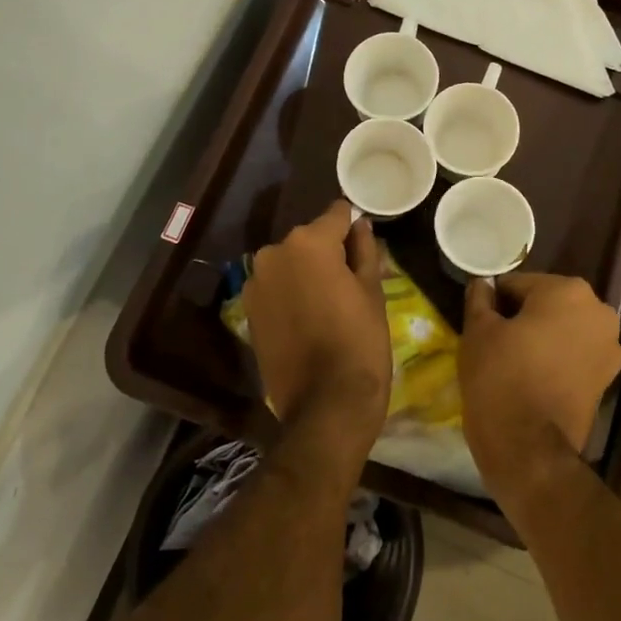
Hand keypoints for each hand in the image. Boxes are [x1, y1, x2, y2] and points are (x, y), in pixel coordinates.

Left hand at [244, 200, 390, 451]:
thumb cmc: (359, 342)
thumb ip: (364, 250)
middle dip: (329, 251)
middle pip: (310, 238)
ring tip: (329, 304)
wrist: (324, 406)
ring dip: (307, 273)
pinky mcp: (248, 311)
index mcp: (309, 242)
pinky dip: (290, 293)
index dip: (353, 226)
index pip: (337, 214)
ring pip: (290, 263)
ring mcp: (256, 283)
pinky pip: (276, 287)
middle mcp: (274, 253)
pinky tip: (308, 319)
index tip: (365, 244)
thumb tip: (360, 225)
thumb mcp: (372, 291)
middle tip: (351, 281)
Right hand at [460, 273, 620, 505]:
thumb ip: (480, 298)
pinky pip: (575, 356)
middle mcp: (599, 312)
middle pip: (547, 304)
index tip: (482, 323)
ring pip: (563, 329)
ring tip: (514, 363)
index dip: (496, 302)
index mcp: (568, 291)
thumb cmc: (500, 378)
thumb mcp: (478, 331)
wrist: (529, 451)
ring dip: (542, 338)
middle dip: (523, 317)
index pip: (519, 285)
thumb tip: (482, 284)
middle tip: (496, 342)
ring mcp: (610, 348)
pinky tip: (533, 378)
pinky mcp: (609, 380)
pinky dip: (557, 360)